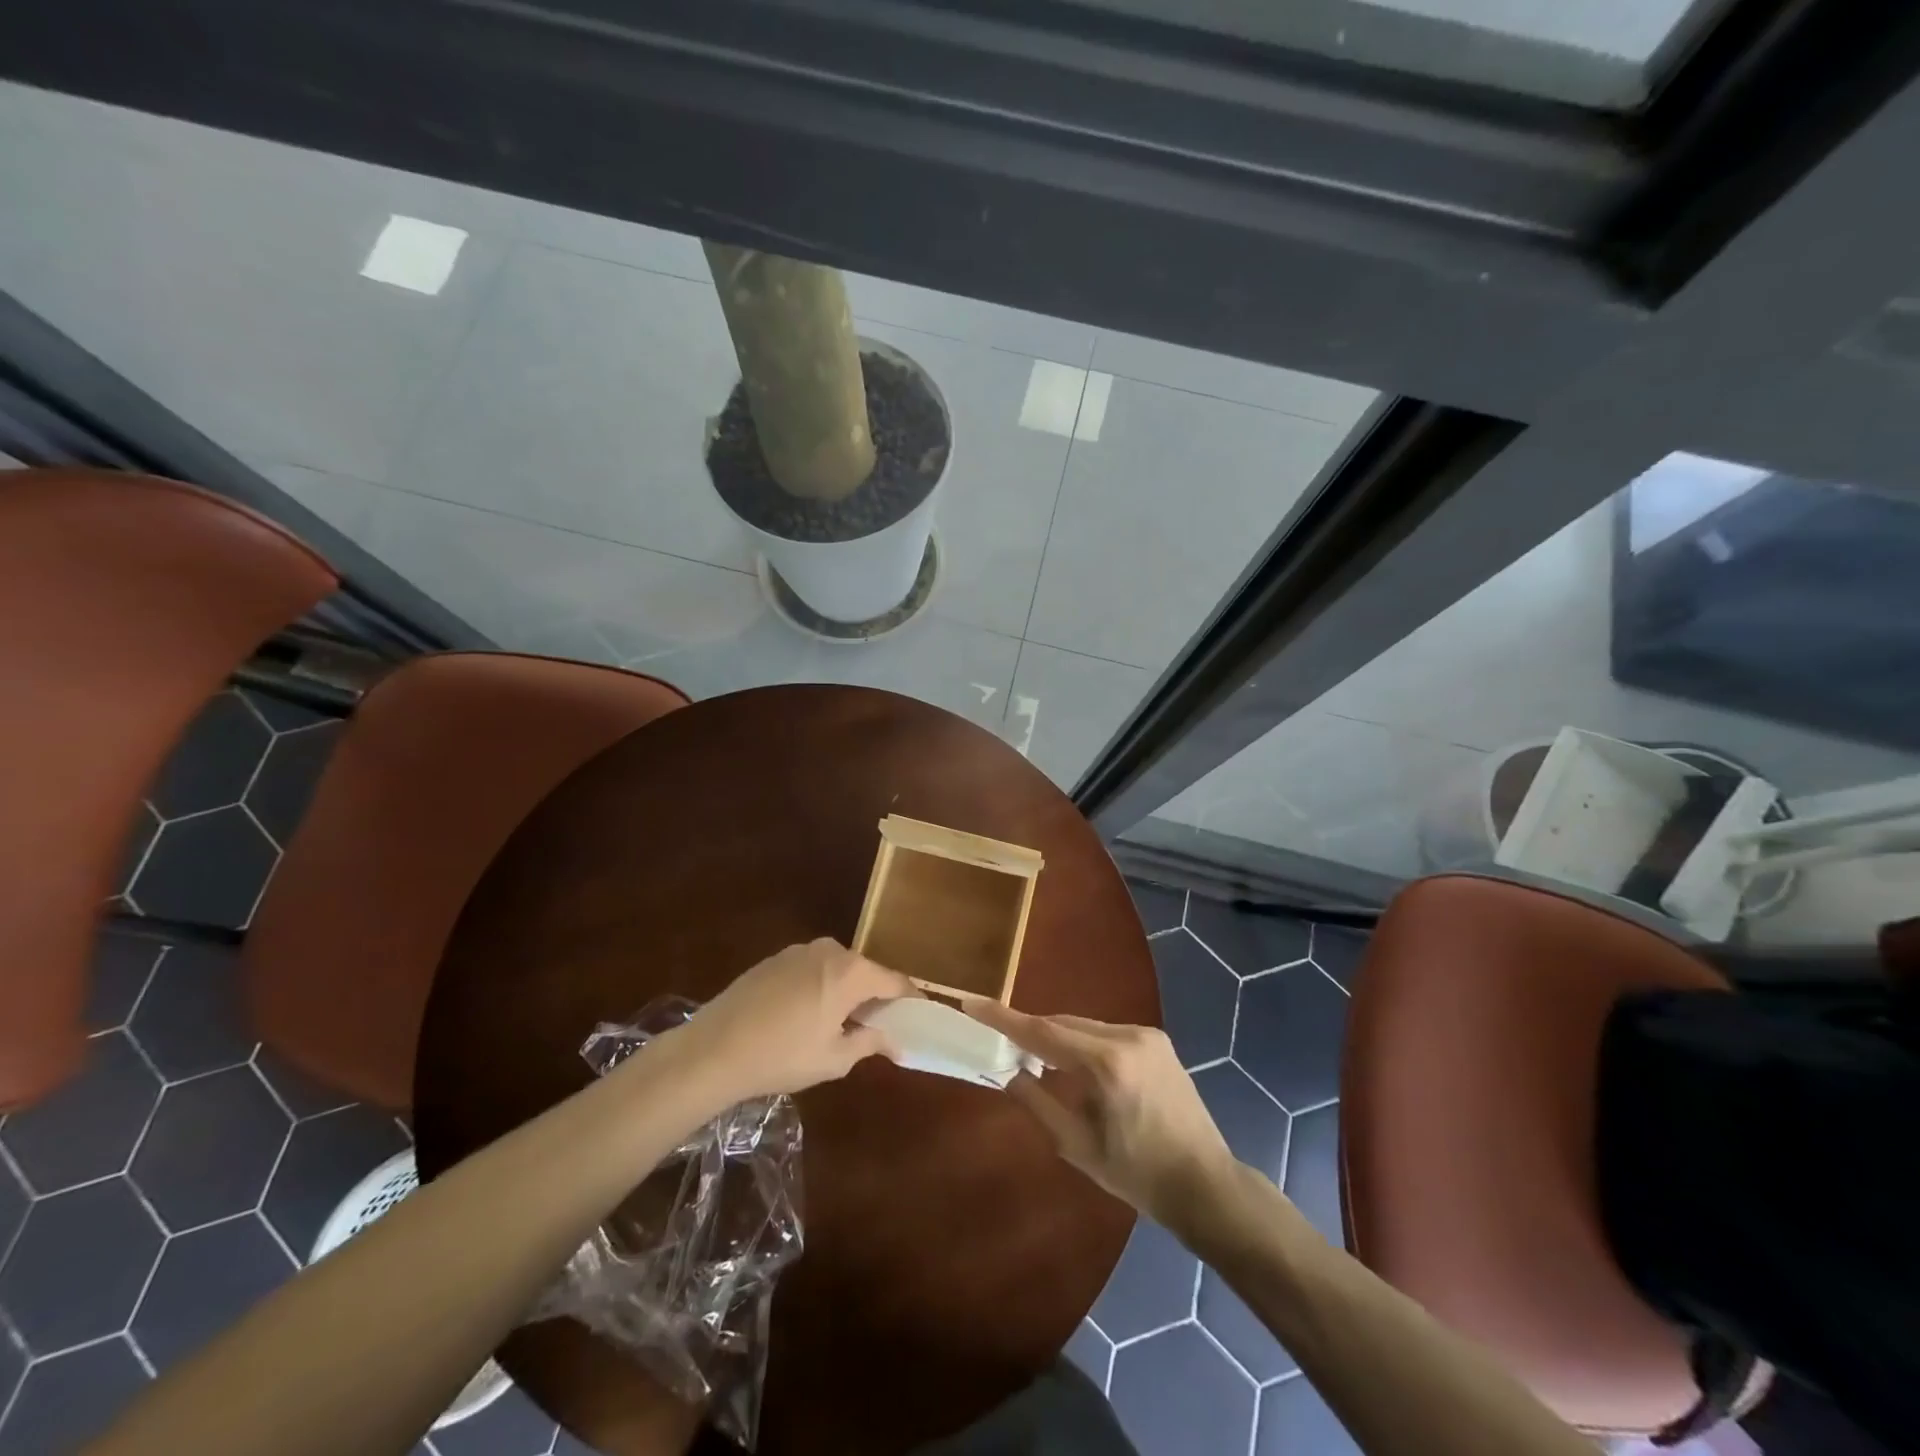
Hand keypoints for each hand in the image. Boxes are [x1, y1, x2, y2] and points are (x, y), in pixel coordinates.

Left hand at [669, 939, 914, 1100]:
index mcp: (850, 971)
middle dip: (875, 996)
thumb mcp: (833, 1059)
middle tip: (879, 1027)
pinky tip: (807, 1016)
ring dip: (846, 991)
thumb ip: (869, 1042)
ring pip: (838, 969)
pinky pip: (812, 969)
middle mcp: (829, 950)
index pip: (894, 981)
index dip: (910, 1000)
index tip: (919, 1017)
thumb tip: (894, 1039)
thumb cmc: (782, 1056)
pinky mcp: (775, 958)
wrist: (713, 1049)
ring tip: (842, 1024)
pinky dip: (820, 987)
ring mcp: (799, 950)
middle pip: (865, 972)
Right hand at [965, 1001, 1237, 1229]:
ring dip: (1058, 1037)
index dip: (1004, 1018)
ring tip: (1038, 1062)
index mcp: (1107, 1065)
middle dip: (1031, 1031)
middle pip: (1063, 1023)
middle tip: (1001, 1043)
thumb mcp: (1077, 1146)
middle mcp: (1127, 1037)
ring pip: (1084, 1025)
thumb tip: (1007, 1071)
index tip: (973, 1003)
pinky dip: (1083, 1043)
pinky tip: (1076, 1067)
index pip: (1043, 1032)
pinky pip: (1106, 1032)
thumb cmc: (1137, 1174)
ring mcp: (1146, 1035)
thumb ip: (1036, 1102)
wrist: (1204, 1183)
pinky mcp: (1157, 1040)